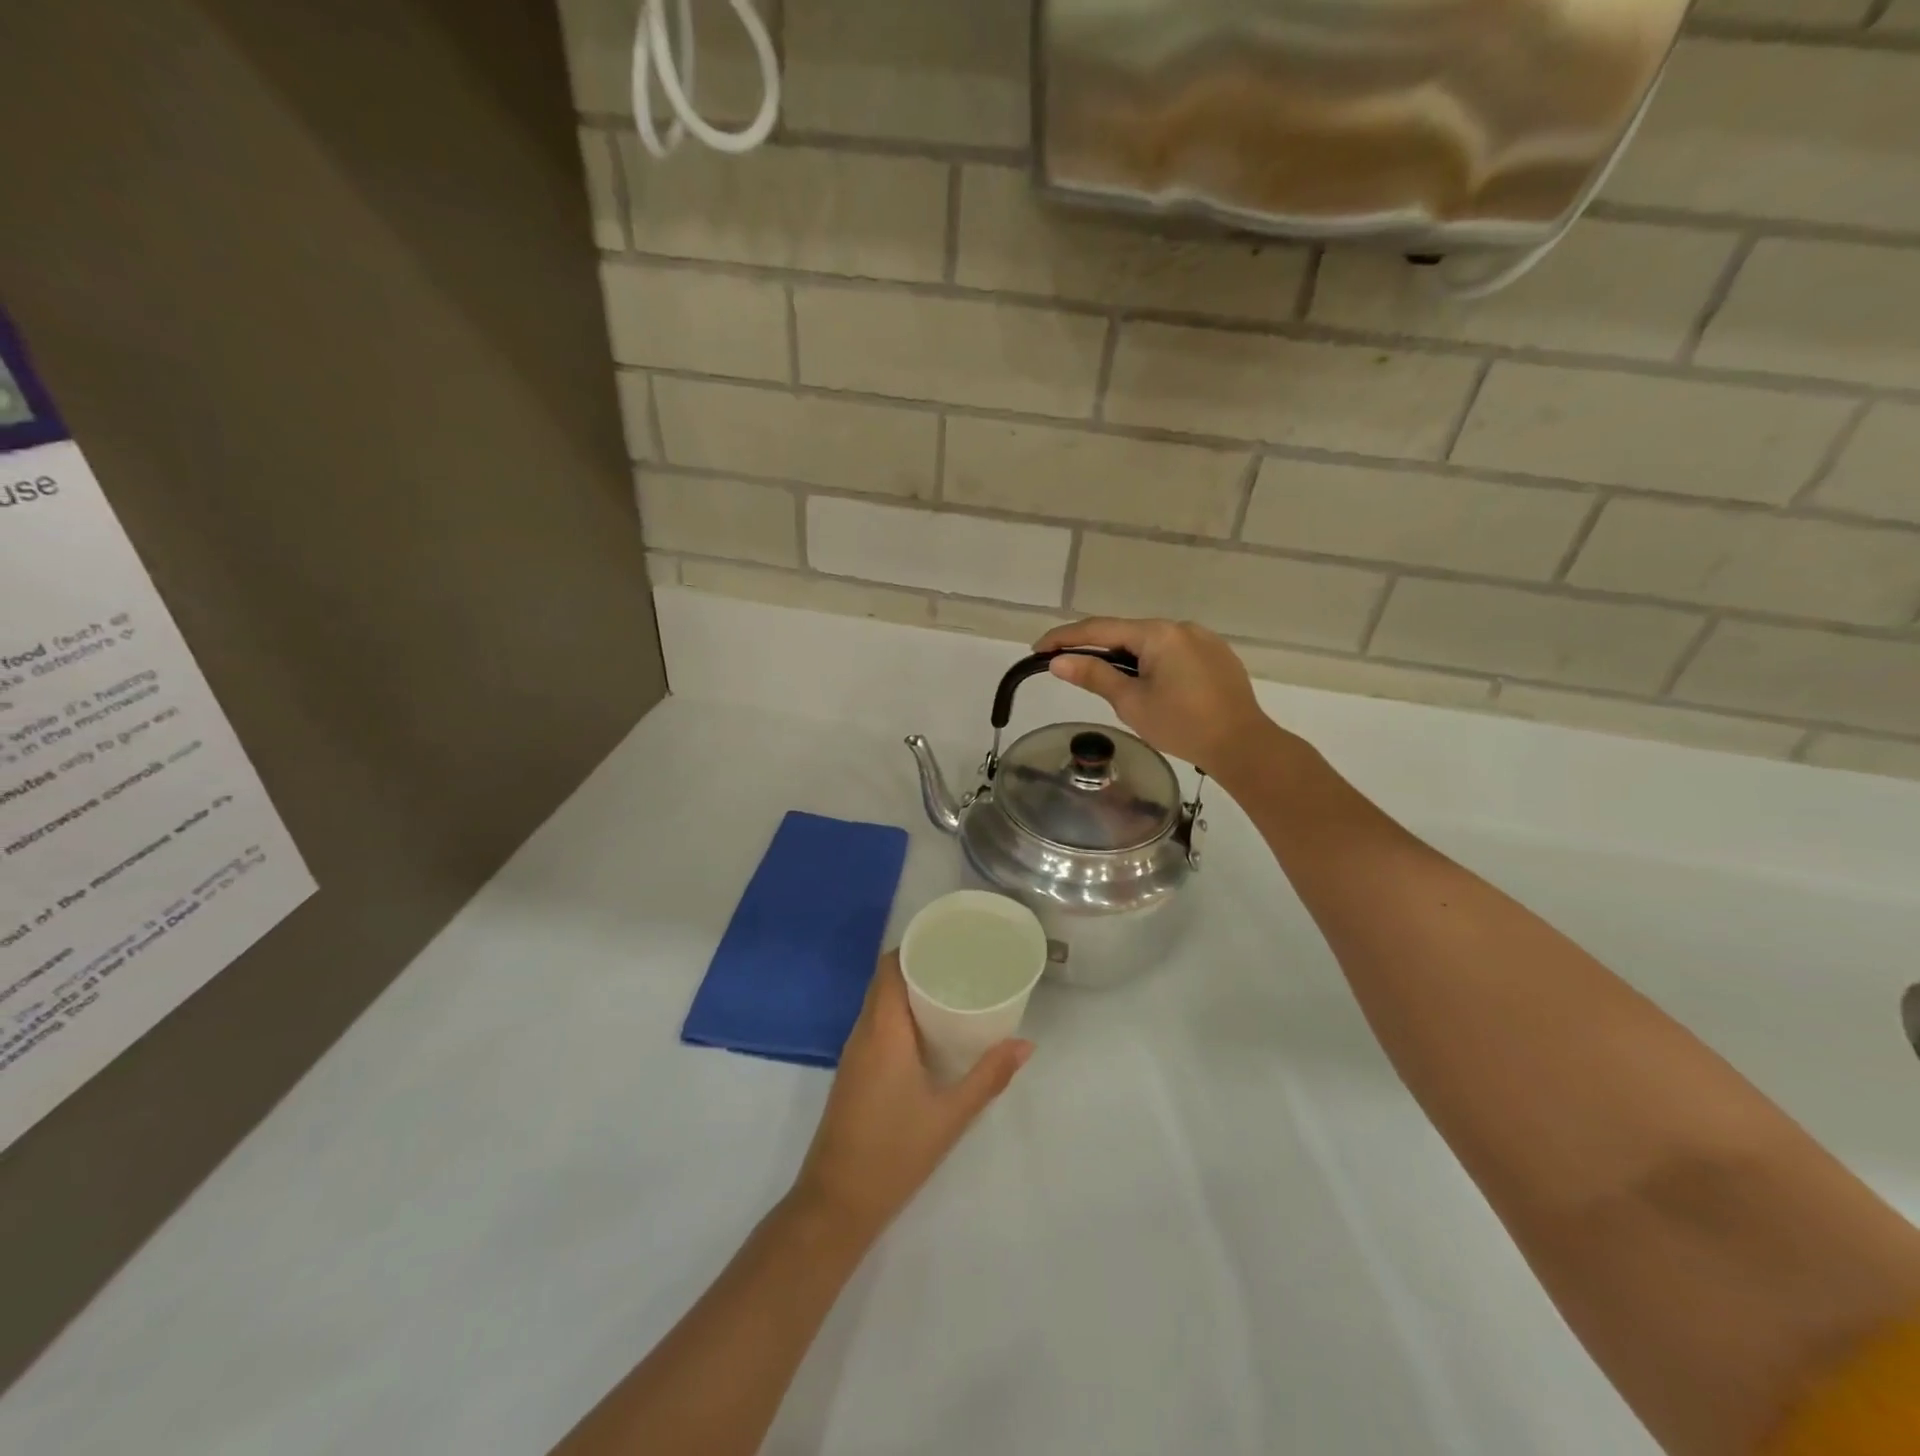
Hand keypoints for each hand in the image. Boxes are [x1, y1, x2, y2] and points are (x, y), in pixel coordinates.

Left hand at [792, 953, 1030, 1241]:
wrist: (837, 1203)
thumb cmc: (894, 1152)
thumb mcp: (950, 1115)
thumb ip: (989, 1076)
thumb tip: (1026, 1044)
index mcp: (883, 1030)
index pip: (891, 967)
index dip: (916, 945)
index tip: (950, 939)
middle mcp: (863, 1032)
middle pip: (887, 980)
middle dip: (920, 964)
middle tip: (962, 962)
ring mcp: (855, 1053)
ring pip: (881, 1002)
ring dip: (910, 990)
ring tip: (953, 987)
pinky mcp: (854, 1072)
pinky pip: (878, 1024)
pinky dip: (902, 1014)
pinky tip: (931, 1029)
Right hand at [1033, 617, 1275, 775]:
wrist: (1243, 745)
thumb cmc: (1182, 726)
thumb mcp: (1131, 703)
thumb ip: (1094, 676)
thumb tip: (1058, 662)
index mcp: (1158, 634)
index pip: (1099, 629)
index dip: (1065, 638)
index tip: (1038, 650)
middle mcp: (1181, 627)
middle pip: (1125, 633)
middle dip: (1094, 648)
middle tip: (1067, 666)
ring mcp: (1202, 639)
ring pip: (1150, 643)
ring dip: (1124, 657)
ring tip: (1107, 681)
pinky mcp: (1217, 655)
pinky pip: (1173, 652)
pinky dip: (1151, 662)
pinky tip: (1149, 685)